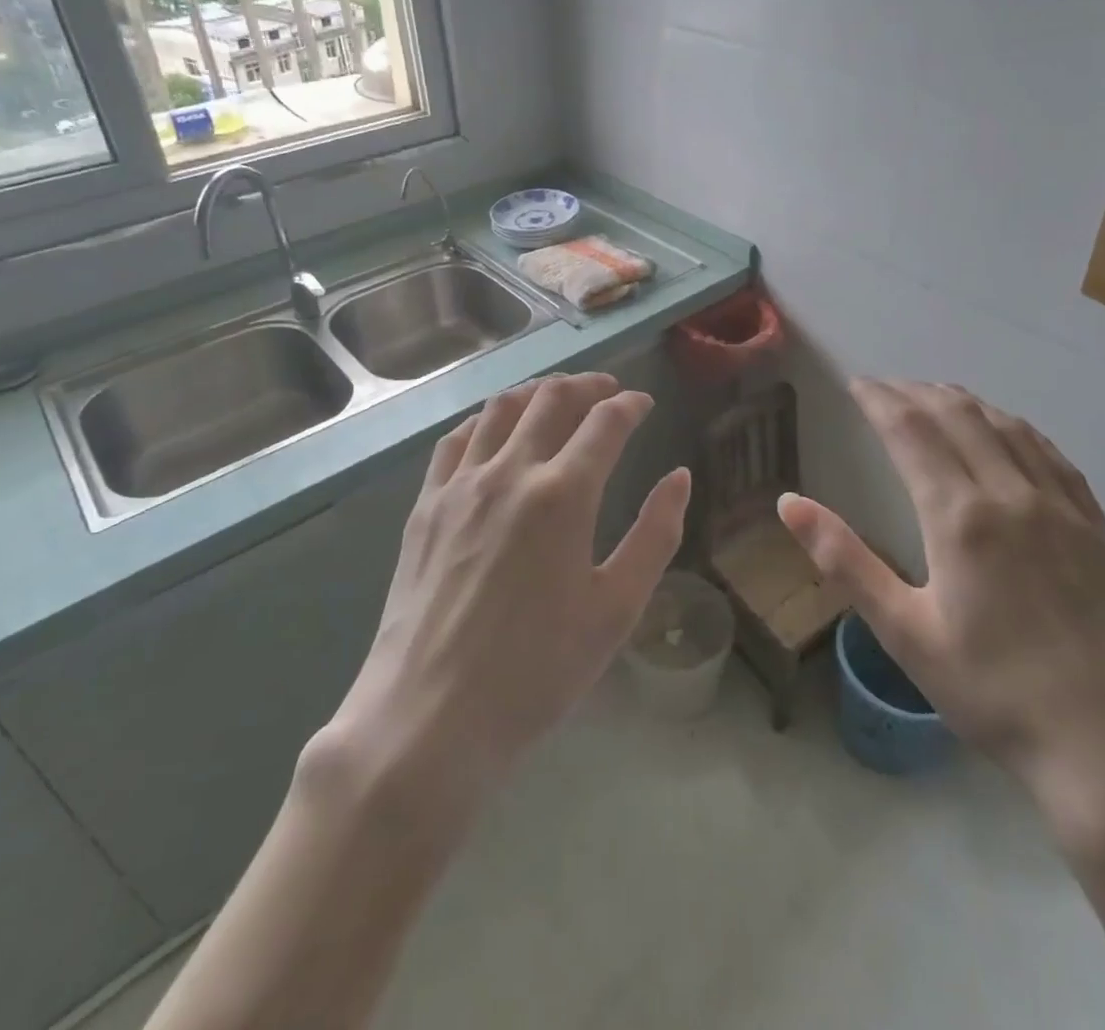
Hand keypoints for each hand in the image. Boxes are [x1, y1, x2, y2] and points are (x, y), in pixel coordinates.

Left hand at [328, 373, 690, 809]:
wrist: (429, 717)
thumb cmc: (536, 670)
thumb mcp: (615, 609)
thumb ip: (655, 535)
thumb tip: (679, 477)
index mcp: (563, 494)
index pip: (605, 422)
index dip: (631, 405)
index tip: (644, 403)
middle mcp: (510, 471)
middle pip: (552, 400)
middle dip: (587, 386)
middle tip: (607, 391)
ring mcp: (460, 484)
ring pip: (501, 408)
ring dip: (537, 392)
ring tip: (556, 398)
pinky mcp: (425, 505)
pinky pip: (456, 439)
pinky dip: (485, 419)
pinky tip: (494, 430)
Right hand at [779, 380, 1104, 863]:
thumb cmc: (993, 694)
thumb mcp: (904, 632)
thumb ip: (844, 560)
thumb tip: (788, 502)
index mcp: (960, 517)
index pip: (911, 431)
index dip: (880, 400)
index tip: (857, 384)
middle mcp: (1012, 495)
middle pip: (959, 416)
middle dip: (916, 392)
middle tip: (887, 387)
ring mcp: (1064, 508)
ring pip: (1008, 427)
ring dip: (966, 402)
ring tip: (936, 395)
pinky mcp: (1099, 528)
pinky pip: (1053, 455)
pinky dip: (1018, 428)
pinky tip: (1009, 431)